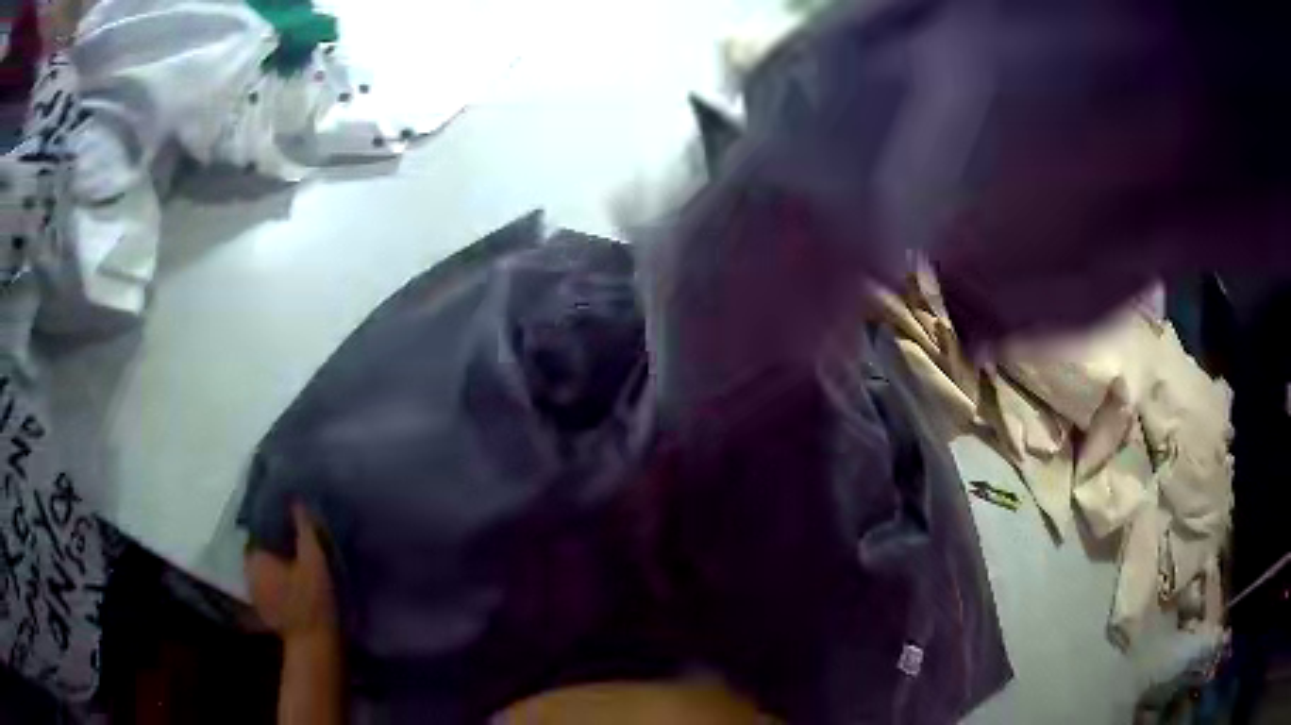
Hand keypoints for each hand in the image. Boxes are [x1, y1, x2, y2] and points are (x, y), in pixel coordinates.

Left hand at [246, 503, 337, 640]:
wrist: (313, 645)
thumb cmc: (312, 601)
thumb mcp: (314, 561)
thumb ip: (305, 530)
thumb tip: (297, 501)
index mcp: (255, 556)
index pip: (258, 528)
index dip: (273, 520)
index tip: (289, 517)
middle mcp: (248, 570)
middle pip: (259, 546)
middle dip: (273, 539)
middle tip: (293, 534)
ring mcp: (253, 591)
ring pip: (262, 565)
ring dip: (274, 559)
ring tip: (294, 554)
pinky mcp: (263, 606)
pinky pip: (266, 581)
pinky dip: (276, 576)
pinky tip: (292, 578)